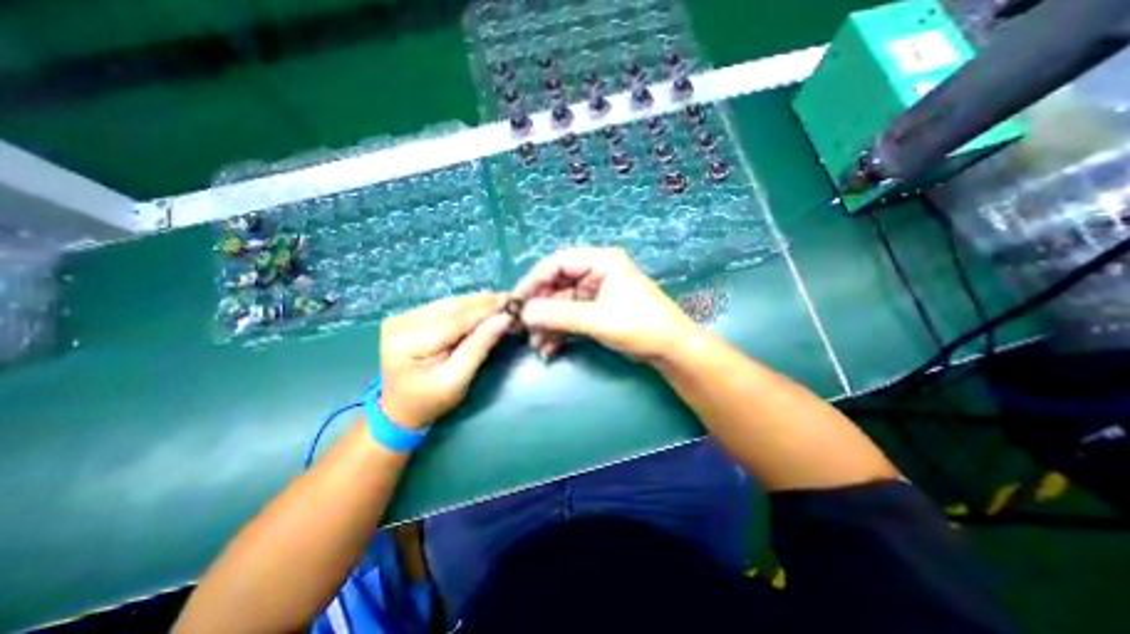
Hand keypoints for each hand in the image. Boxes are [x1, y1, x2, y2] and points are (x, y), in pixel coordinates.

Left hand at [380, 291, 512, 429]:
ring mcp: (401, 317)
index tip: (510, 301)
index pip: (454, 320)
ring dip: (475, 302)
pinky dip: (464, 307)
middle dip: (482, 303)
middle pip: (450, 308)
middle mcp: (400, 323)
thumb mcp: (457, 380)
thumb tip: (503, 319)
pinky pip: (442, 307)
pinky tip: (481, 305)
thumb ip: (479, 347)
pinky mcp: (407, 317)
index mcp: (407, 343)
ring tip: (499, 300)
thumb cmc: (430, 400)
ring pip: (447, 304)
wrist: (399, 409)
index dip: (484, 310)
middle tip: (509, 298)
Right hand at [509, 250, 698, 363]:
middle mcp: (594, 273)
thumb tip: (524, 313)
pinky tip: (549, 349)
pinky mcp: (594, 311)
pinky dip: (558, 332)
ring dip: (546, 325)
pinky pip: (569, 318)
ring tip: (537, 346)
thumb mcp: (599, 319)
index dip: (533, 282)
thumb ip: (560, 315)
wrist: (670, 349)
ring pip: (560, 305)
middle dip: (539, 310)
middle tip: (523, 330)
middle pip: (556, 285)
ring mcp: (594, 293)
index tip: (515, 303)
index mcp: (600, 261)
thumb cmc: (641, 326)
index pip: (557, 263)